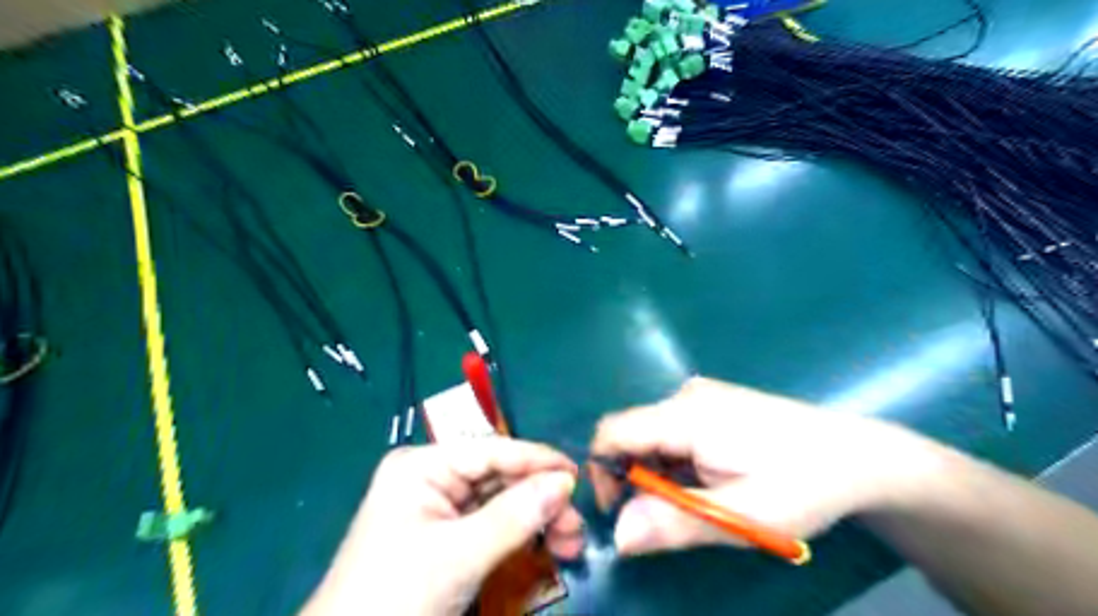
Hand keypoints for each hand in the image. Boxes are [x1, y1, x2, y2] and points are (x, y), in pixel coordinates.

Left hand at [300, 440, 582, 612]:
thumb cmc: (395, 597)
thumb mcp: (459, 555)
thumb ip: (515, 515)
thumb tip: (565, 483)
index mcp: (422, 466)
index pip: (492, 451)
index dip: (537, 460)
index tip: (578, 475)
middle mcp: (431, 478)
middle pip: (500, 477)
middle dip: (540, 499)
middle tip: (576, 526)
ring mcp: (437, 508)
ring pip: (500, 502)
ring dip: (536, 520)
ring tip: (570, 543)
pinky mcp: (444, 537)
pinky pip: (491, 525)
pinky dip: (520, 536)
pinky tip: (546, 547)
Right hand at [591, 377, 943, 556]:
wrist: (858, 456)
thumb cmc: (802, 485)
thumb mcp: (741, 516)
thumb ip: (675, 523)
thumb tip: (619, 536)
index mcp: (686, 415)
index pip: (613, 433)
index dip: (604, 472)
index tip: (623, 511)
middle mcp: (686, 396)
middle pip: (632, 435)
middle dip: (638, 478)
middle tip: (672, 516)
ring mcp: (702, 396)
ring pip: (654, 435)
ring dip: (662, 472)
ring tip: (705, 499)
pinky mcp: (714, 403)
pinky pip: (675, 431)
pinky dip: (679, 461)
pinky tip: (714, 478)